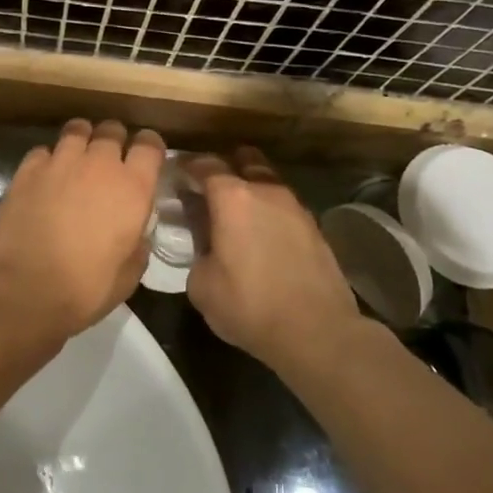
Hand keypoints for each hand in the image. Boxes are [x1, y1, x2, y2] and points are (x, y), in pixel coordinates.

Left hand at [0, 119, 164, 351]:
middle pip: (112, 130)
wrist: (23, 291)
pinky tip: (45, 178)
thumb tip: (136, 232)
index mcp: (132, 188)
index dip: (150, 146)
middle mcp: (99, 164)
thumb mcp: (129, 275)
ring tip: (77, 159)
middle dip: (114, 140)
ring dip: (82, 141)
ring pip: (77, 130)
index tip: (146, 157)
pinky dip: (49, 159)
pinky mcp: (27, 170)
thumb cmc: (84, 290)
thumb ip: (138, 244)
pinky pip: (44, 151)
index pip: (150, 145)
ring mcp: (60, 162)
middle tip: (109, 160)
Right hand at [183, 148, 363, 373]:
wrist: (317, 331)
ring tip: (236, 213)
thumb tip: (205, 242)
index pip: (204, 165)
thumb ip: (198, 250)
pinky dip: (269, 211)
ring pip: (268, 183)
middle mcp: (266, 191)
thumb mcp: (201, 284)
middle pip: (244, 161)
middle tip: (208, 188)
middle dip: (225, 167)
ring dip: (251, 189)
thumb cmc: (249, 305)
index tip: (175, 173)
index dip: (187, 166)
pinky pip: (284, 206)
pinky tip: (261, 233)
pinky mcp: (315, 228)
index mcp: (232, 198)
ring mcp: (295, 207)